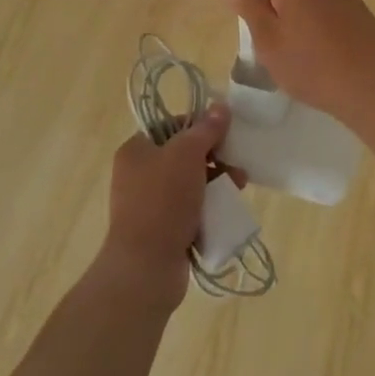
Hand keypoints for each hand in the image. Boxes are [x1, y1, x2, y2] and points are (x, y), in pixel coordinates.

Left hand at [97, 105, 231, 309]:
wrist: (145, 268)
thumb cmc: (163, 200)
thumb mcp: (187, 154)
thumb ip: (206, 129)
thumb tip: (221, 107)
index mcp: (136, 149)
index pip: (171, 125)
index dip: (199, 125)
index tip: (223, 133)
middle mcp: (139, 174)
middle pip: (184, 155)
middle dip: (214, 158)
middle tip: (236, 165)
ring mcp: (149, 204)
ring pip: (190, 183)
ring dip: (216, 182)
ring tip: (238, 187)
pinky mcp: (162, 230)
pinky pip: (190, 210)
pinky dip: (208, 207)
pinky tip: (226, 210)